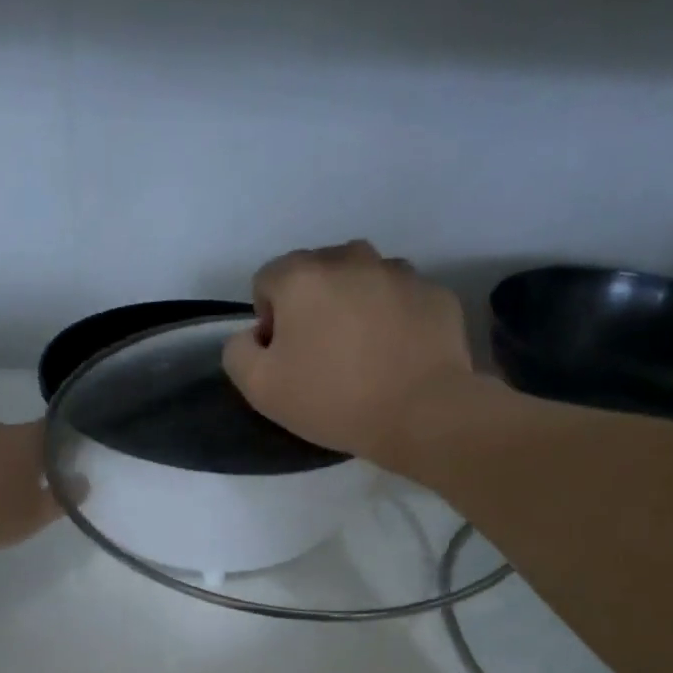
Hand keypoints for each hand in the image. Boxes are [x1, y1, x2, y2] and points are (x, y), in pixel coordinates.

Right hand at [222, 241, 475, 465]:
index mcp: (302, 276)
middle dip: (313, 306)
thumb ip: (238, 351)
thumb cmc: (334, 400)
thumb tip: (253, 335)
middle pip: (316, 274)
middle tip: (324, 357)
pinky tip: (397, 357)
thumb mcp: (260, 388)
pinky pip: (400, 299)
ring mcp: (399, 272)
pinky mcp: (435, 293)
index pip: (267, 280)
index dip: (269, 320)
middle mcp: (351, 258)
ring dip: (354, 307)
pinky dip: (393, 318)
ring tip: (364, 355)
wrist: (423, 414)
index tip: (286, 357)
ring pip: (361, 281)